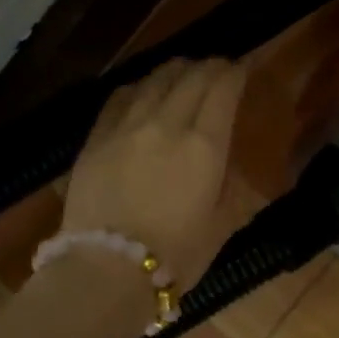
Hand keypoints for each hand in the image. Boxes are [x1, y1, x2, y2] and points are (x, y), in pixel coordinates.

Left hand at [63, 57, 248, 285]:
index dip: (235, 72)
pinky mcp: (96, 138)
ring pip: (155, 79)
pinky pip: (120, 97)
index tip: (242, 69)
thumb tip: (228, 167)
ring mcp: (127, 127)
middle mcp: (167, 123)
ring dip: (175, 71)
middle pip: (191, 76)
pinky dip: (139, 87)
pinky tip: (142, 91)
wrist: (106, 270)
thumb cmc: (176, 255)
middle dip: (209, 67)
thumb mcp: (221, 225)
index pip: (223, 89)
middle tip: (217, 69)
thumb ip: (230, 188)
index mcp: (204, 144)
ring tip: (183, 73)